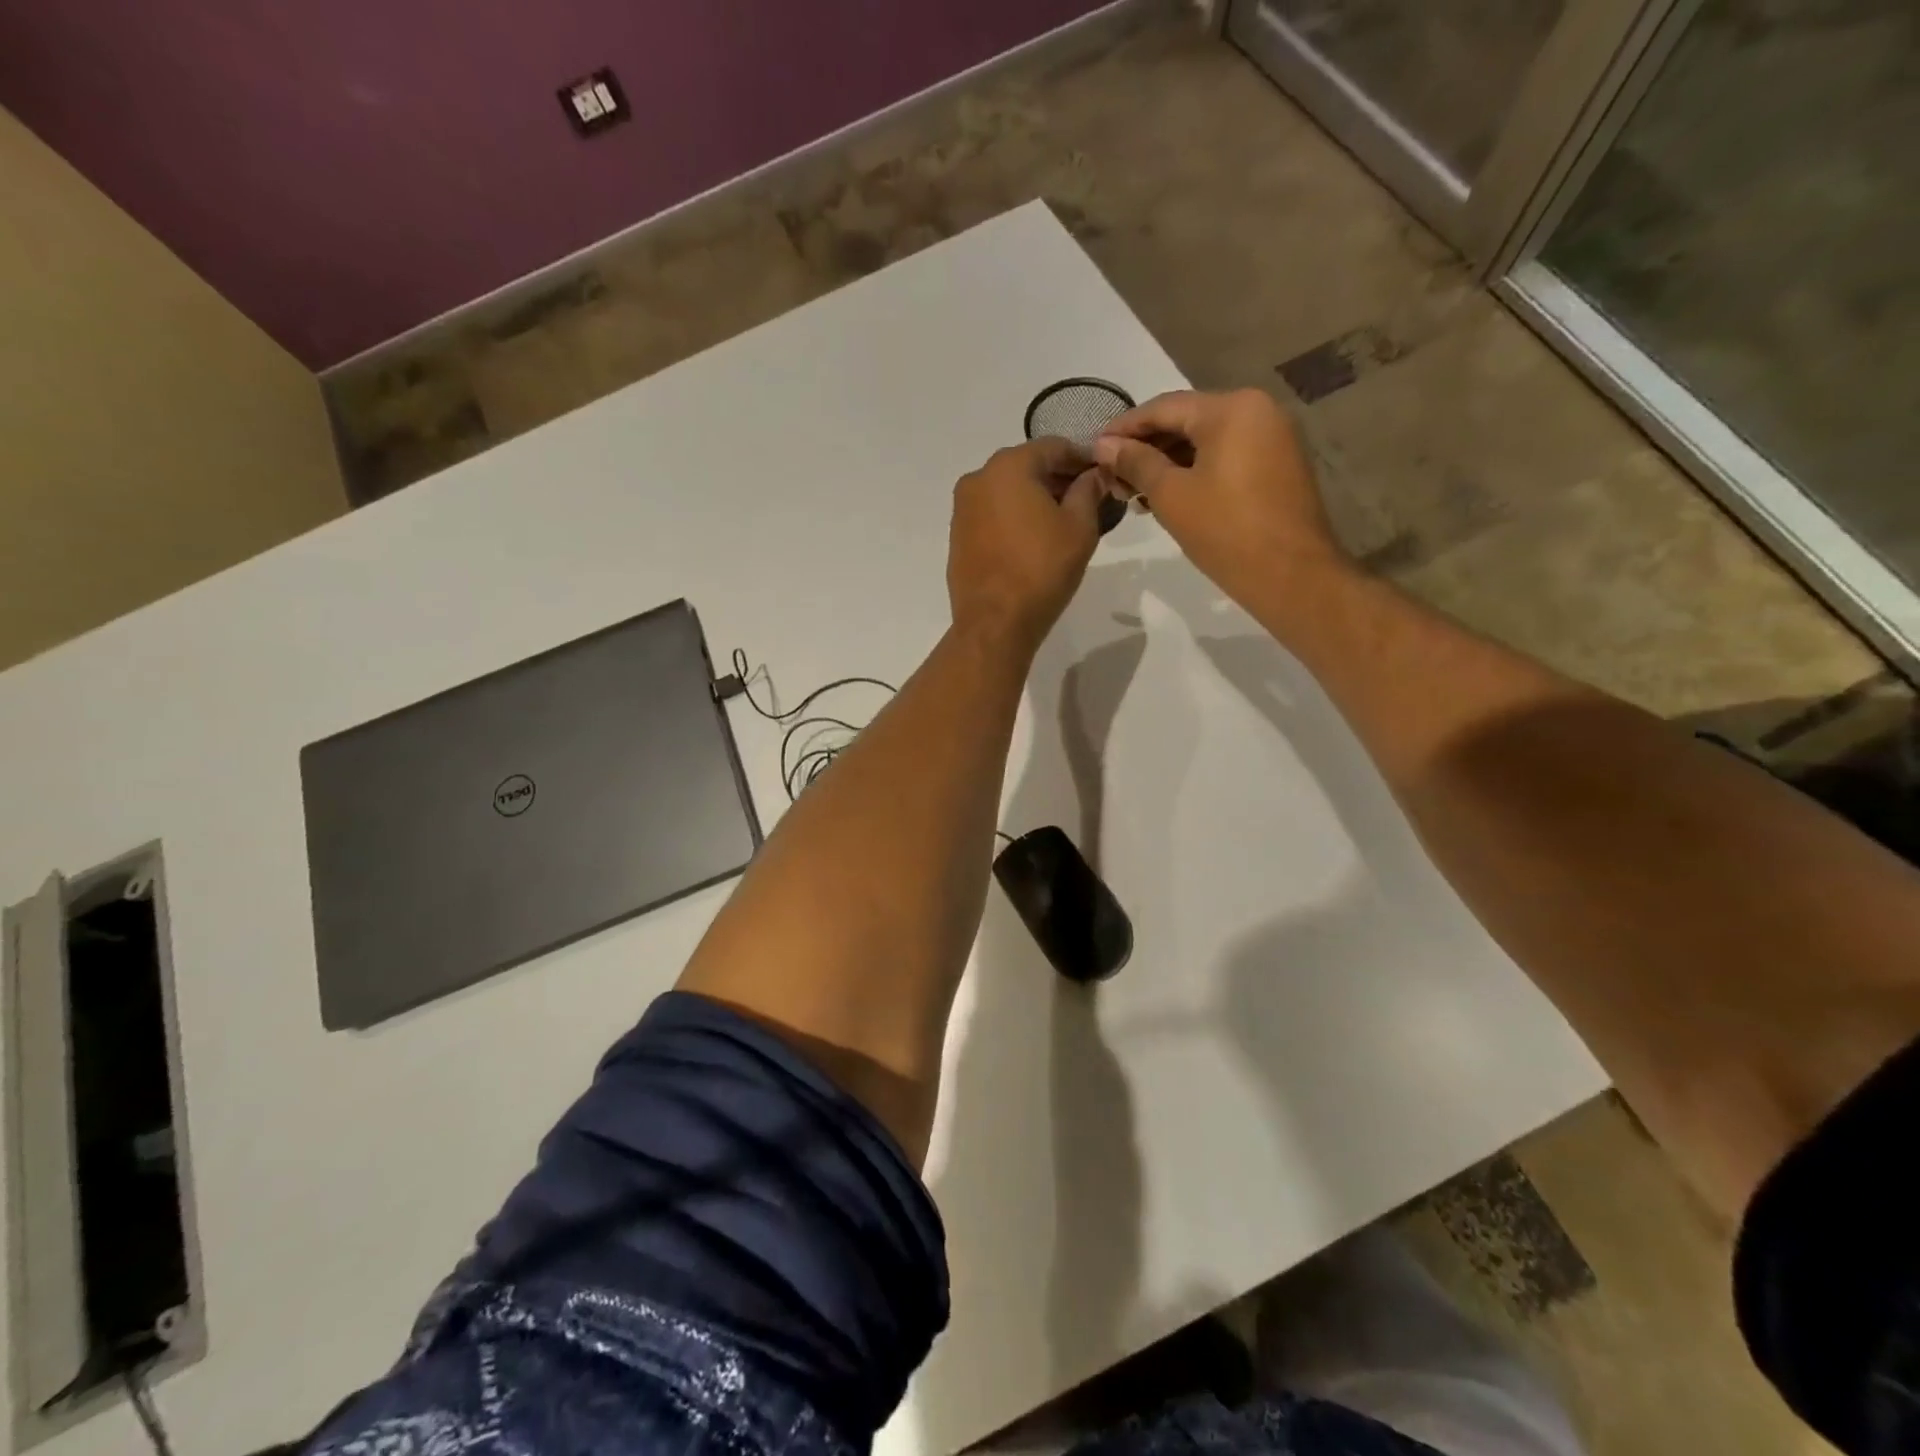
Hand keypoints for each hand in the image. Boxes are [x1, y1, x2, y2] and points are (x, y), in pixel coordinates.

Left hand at [948, 438, 1104, 654]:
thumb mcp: (1079, 527)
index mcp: (1009, 466)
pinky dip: (1014, 517)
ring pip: (1007, 491)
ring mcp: (962, 508)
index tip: (1103, 476)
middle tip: (1087, 501)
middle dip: (1058, 479)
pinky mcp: (957, 536)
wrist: (995, 621)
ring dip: (1034, 499)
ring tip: (1062, 523)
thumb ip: (1088, 491)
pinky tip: (1033, 540)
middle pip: (1027, 466)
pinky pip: (992, 514)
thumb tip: (1094, 475)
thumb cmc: (1042, 569)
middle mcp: (978, 478)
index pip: (1054, 447)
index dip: (1083, 459)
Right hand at [1093, 389, 1346, 606]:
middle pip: (1186, 420)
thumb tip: (1103, 445)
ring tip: (1133, 492)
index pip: (1163, 407)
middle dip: (1145, 448)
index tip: (1094, 449)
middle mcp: (1257, 409)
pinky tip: (1167, 495)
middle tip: (1112, 477)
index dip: (1124, 428)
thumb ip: (1135, 463)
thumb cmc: (1225, 531)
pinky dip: (1194, 470)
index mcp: (1231, 408)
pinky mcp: (1277, 464)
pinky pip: (1226, 456)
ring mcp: (1272, 436)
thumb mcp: (1171, 495)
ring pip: (1205, 440)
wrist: (1290, 575)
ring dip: (1167, 462)